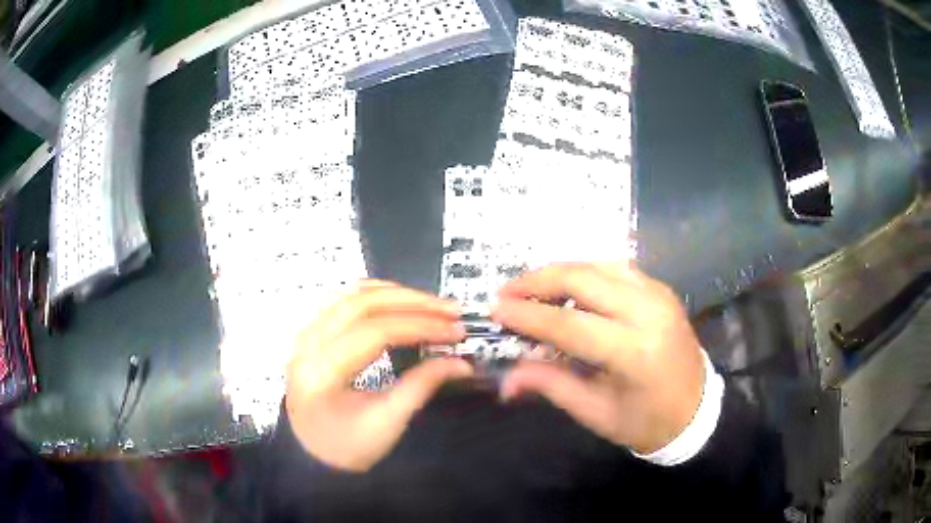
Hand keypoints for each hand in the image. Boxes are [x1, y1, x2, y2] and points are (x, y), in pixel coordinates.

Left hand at [285, 281, 471, 471]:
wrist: (312, 456)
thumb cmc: (348, 447)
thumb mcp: (388, 422)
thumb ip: (422, 386)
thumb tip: (460, 362)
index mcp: (321, 372)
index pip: (375, 332)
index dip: (420, 326)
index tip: (455, 331)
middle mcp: (307, 344)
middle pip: (362, 304)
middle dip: (412, 302)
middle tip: (450, 310)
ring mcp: (306, 335)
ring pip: (351, 294)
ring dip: (394, 293)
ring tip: (430, 303)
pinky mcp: (312, 334)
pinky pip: (342, 300)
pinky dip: (374, 294)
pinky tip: (398, 299)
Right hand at [491, 263, 704, 453]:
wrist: (696, 410)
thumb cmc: (645, 421)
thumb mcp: (595, 413)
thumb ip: (550, 385)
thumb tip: (506, 379)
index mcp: (633, 352)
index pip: (569, 324)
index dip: (527, 315)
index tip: (495, 309)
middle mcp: (648, 312)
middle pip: (583, 278)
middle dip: (538, 280)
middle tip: (508, 292)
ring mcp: (658, 294)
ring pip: (599, 264)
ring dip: (560, 271)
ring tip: (532, 288)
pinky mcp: (661, 289)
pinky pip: (616, 268)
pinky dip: (586, 271)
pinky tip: (569, 286)